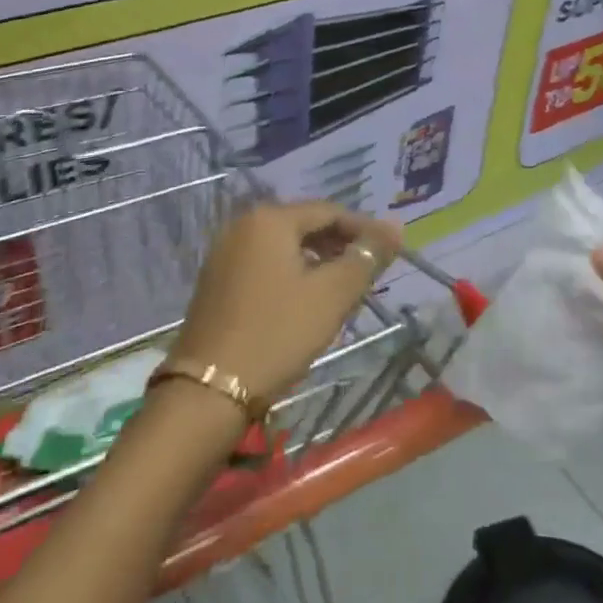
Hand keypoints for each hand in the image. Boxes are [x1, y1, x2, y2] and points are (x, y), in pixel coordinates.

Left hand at [172, 201, 401, 406]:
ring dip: (317, 260)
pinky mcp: (216, 282)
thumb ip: (366, 257)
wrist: (209, 391)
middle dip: (340, 244)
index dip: (364, 228)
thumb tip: (394, 228)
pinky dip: (291, 273)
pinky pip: (264, 264)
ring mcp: (224, 253)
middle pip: (305, 225)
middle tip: (370, 270)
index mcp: (270, 219)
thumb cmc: (277, 333)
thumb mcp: (331, 295)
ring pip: (284, 246)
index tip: (391, 250)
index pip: (329, 211)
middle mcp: (243, 225)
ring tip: (344, 286)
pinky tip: (306, 299)